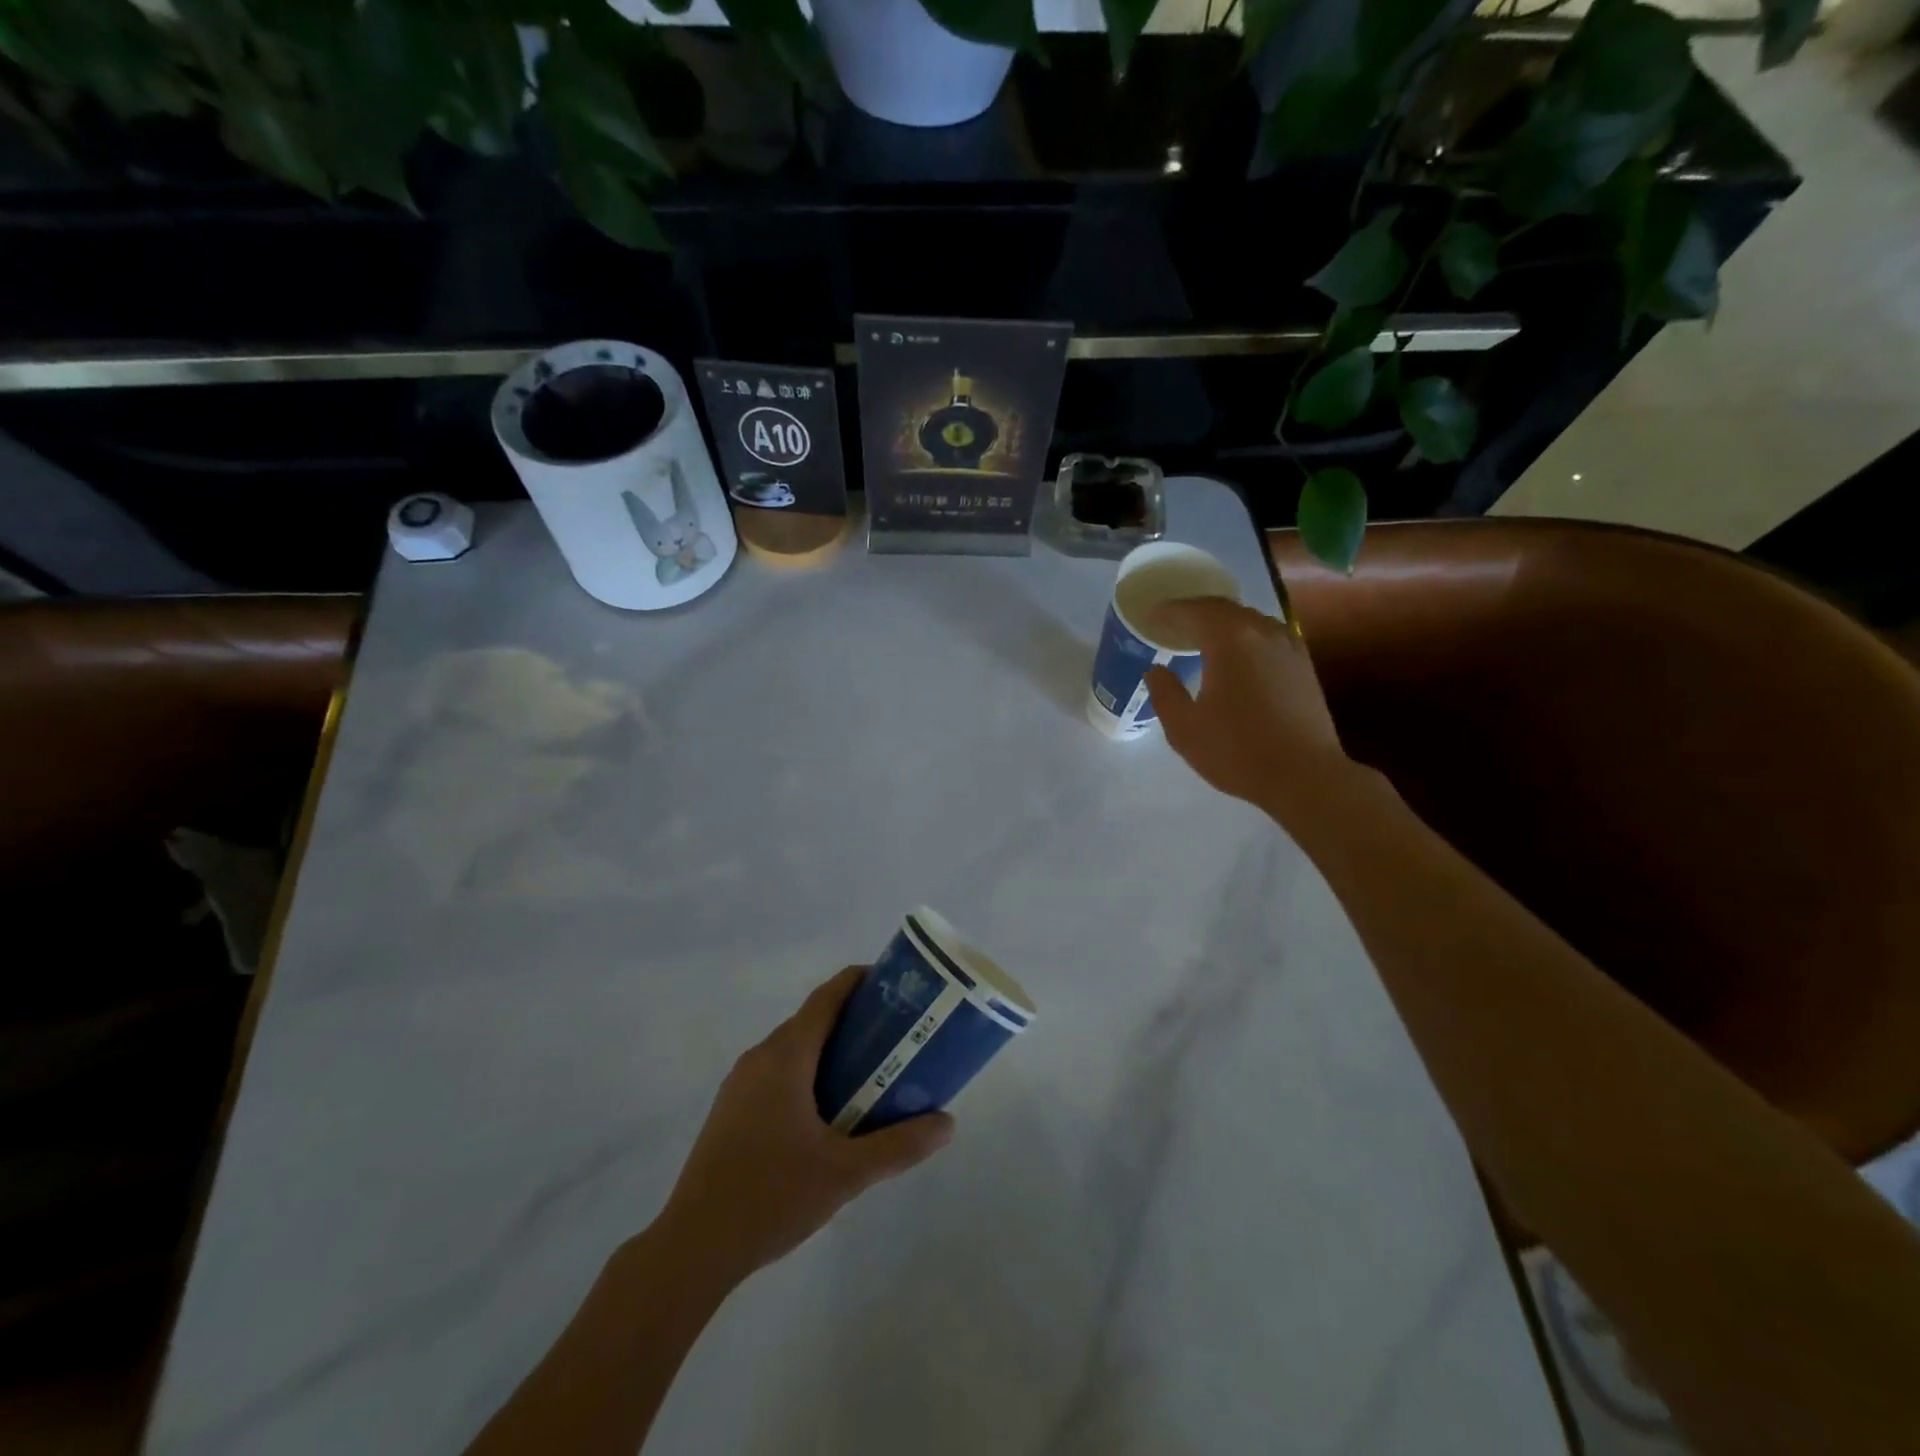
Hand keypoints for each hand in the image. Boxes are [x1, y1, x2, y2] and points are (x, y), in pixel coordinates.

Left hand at [655, 966, 953, 1288]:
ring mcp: (740, 1084)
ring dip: (830, 1050)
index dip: (858, 981)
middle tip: (896, 1035)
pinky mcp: (731, 1110)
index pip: (826, 997)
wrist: (693, 1247)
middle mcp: (760, 1058)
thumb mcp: (845, 1173)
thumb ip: (899, 1145)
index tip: (894, 984)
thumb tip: (948, 1124)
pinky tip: (828, 1112)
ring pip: (793, 1049)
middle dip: (853, 1020)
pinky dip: (808, 1073)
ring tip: (870, 1073)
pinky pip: (777, 1073)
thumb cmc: (771, 1196)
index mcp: (785, 1056)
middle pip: (812, 1020)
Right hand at [1142, 598, 1348, 814]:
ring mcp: (1289, 646)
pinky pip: (1267, 635)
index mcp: (1230, 640)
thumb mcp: (1184, 727)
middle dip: (1194, 612)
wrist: (1304, 775)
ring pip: (1249, 620)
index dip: (1167, 612)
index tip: (1148, 616)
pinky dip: (1244, 636)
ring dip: (1221, 623)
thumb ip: (1165, 692)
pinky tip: (1235, 656)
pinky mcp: (1303, 664)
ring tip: (1200, 637)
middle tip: (1170, 623)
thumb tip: (1156, 670)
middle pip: (1223, 609)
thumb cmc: (1237, 751)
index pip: (1193, 611)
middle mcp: (1262, 632)